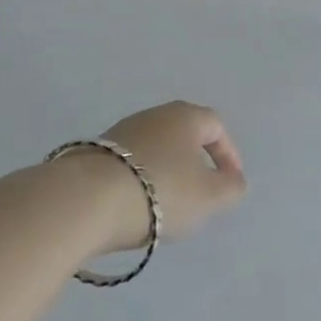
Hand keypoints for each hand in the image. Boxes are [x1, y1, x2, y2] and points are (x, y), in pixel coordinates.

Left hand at [76, 101, 247, 252]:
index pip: (216, 126)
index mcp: (186, 116)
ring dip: (166, 172)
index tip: (230, 183)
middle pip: (184, 134)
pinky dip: (140, 180)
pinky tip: (135, 205)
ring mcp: (122, 131)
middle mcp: (155, 114)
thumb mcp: (207, 197)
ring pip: (155, 148)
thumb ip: (230, 188)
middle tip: (200, 193)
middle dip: (195, 162)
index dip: (228, 154)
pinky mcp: (95, 152)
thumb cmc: (160, 191)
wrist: (86, 200)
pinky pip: (130, 163)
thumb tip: (234, 180)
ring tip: (166, 205)